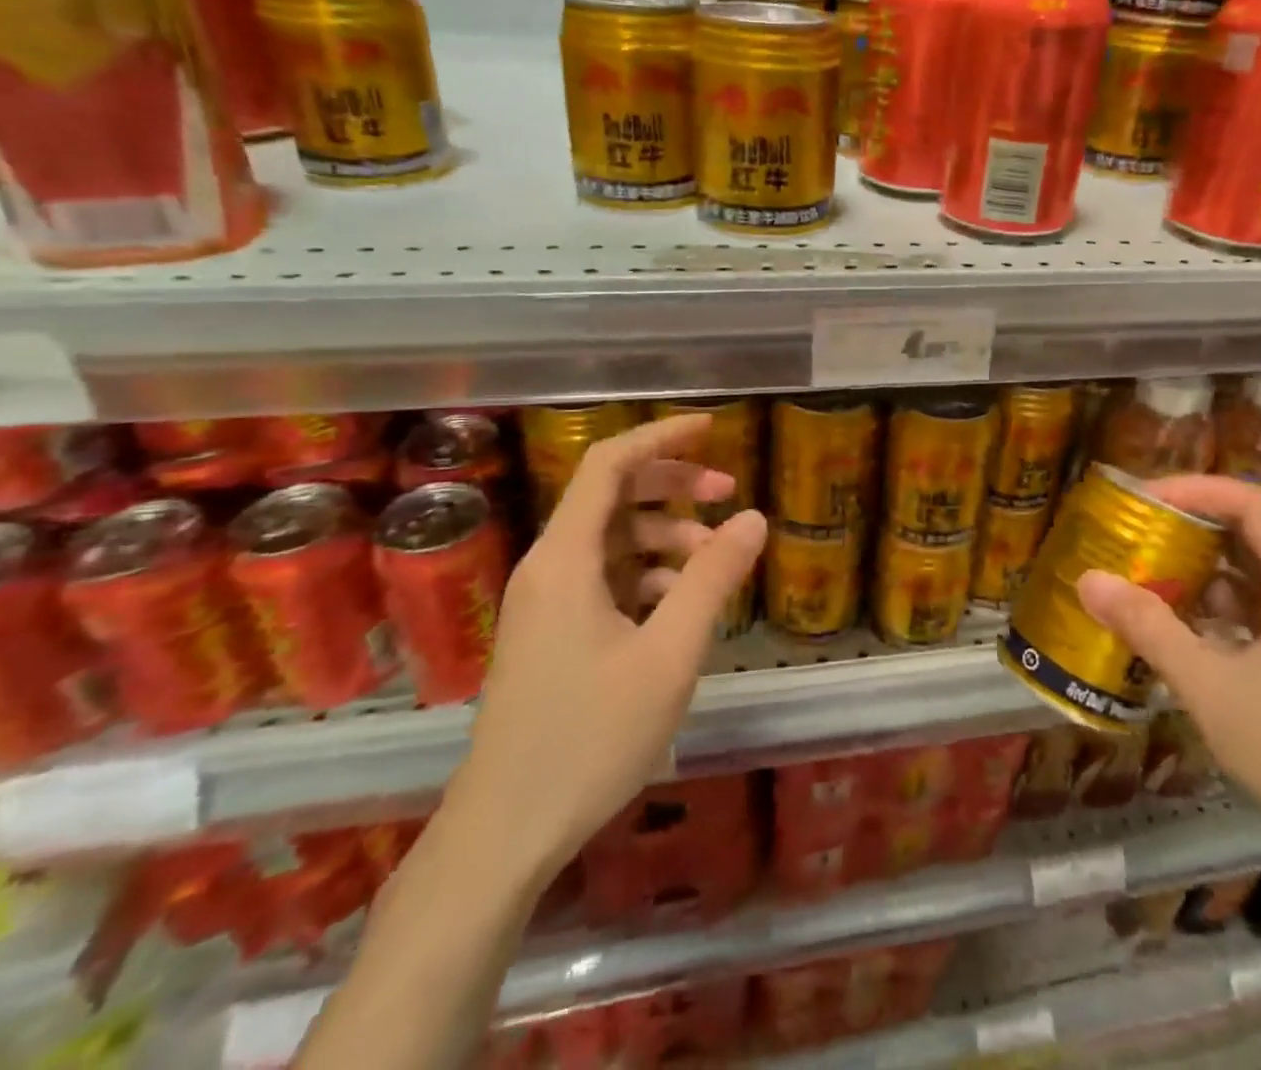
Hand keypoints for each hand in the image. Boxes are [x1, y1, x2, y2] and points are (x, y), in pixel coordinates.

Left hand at [448, 414, 767, 881]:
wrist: (506, 832)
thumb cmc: (590, 737)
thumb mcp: (670, 654)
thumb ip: (713, 579)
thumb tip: (753, 518)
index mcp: (566, 558)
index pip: (609, 464)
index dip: (661, 436)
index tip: (712, 428)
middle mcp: (549, 566)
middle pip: (612, 496)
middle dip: (672, 485)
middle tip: (727, 493)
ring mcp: (546, 602)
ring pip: (611, 540)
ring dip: (665, 536)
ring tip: (715, 561)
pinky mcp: (551, 633)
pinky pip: (604, 578)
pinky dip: (647, 575)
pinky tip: (682, 604)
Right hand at [1075, 475, 1260, 876]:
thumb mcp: (1211, 688)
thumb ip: (1149, 629)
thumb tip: (1089, 579)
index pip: (1251, 502)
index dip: (1196, 488)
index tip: (1143, 500)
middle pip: (1249, 534)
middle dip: (1188, 527)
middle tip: (1132, 535)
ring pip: (1249, 577)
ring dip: (1197, 572)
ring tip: (1142, 580)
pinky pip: (1253, 615)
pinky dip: (1213, 610)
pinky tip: (1177, 635)